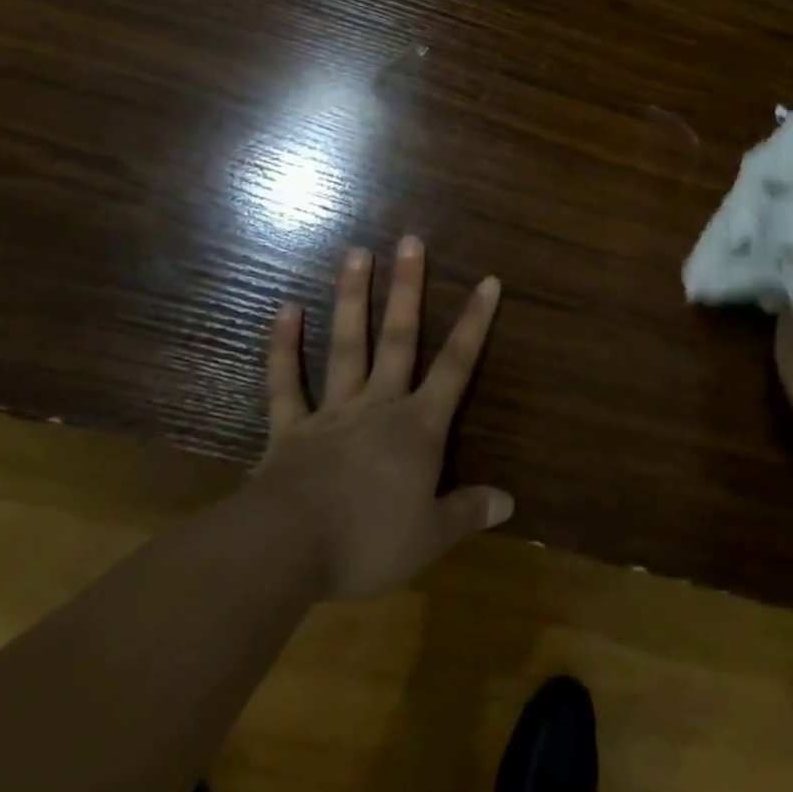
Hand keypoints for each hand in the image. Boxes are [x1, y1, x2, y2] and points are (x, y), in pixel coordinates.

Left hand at [253, 236, 512, 600]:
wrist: (286, 551)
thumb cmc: (368, 541)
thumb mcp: (429, 537)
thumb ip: (468, 512)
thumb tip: (509, 501)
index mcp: (418, 428)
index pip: (456, 366)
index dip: (474, 323)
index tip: (488, 280)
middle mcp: (379, 406)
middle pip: (399, 338)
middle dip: (407, 289)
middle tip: (410, 240)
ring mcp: (332, 412)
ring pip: (347, 345)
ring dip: (353, 299)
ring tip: (356, 253)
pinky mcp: (289, 430)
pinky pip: (285, 383)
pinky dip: (283, 346)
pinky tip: (285, 308)